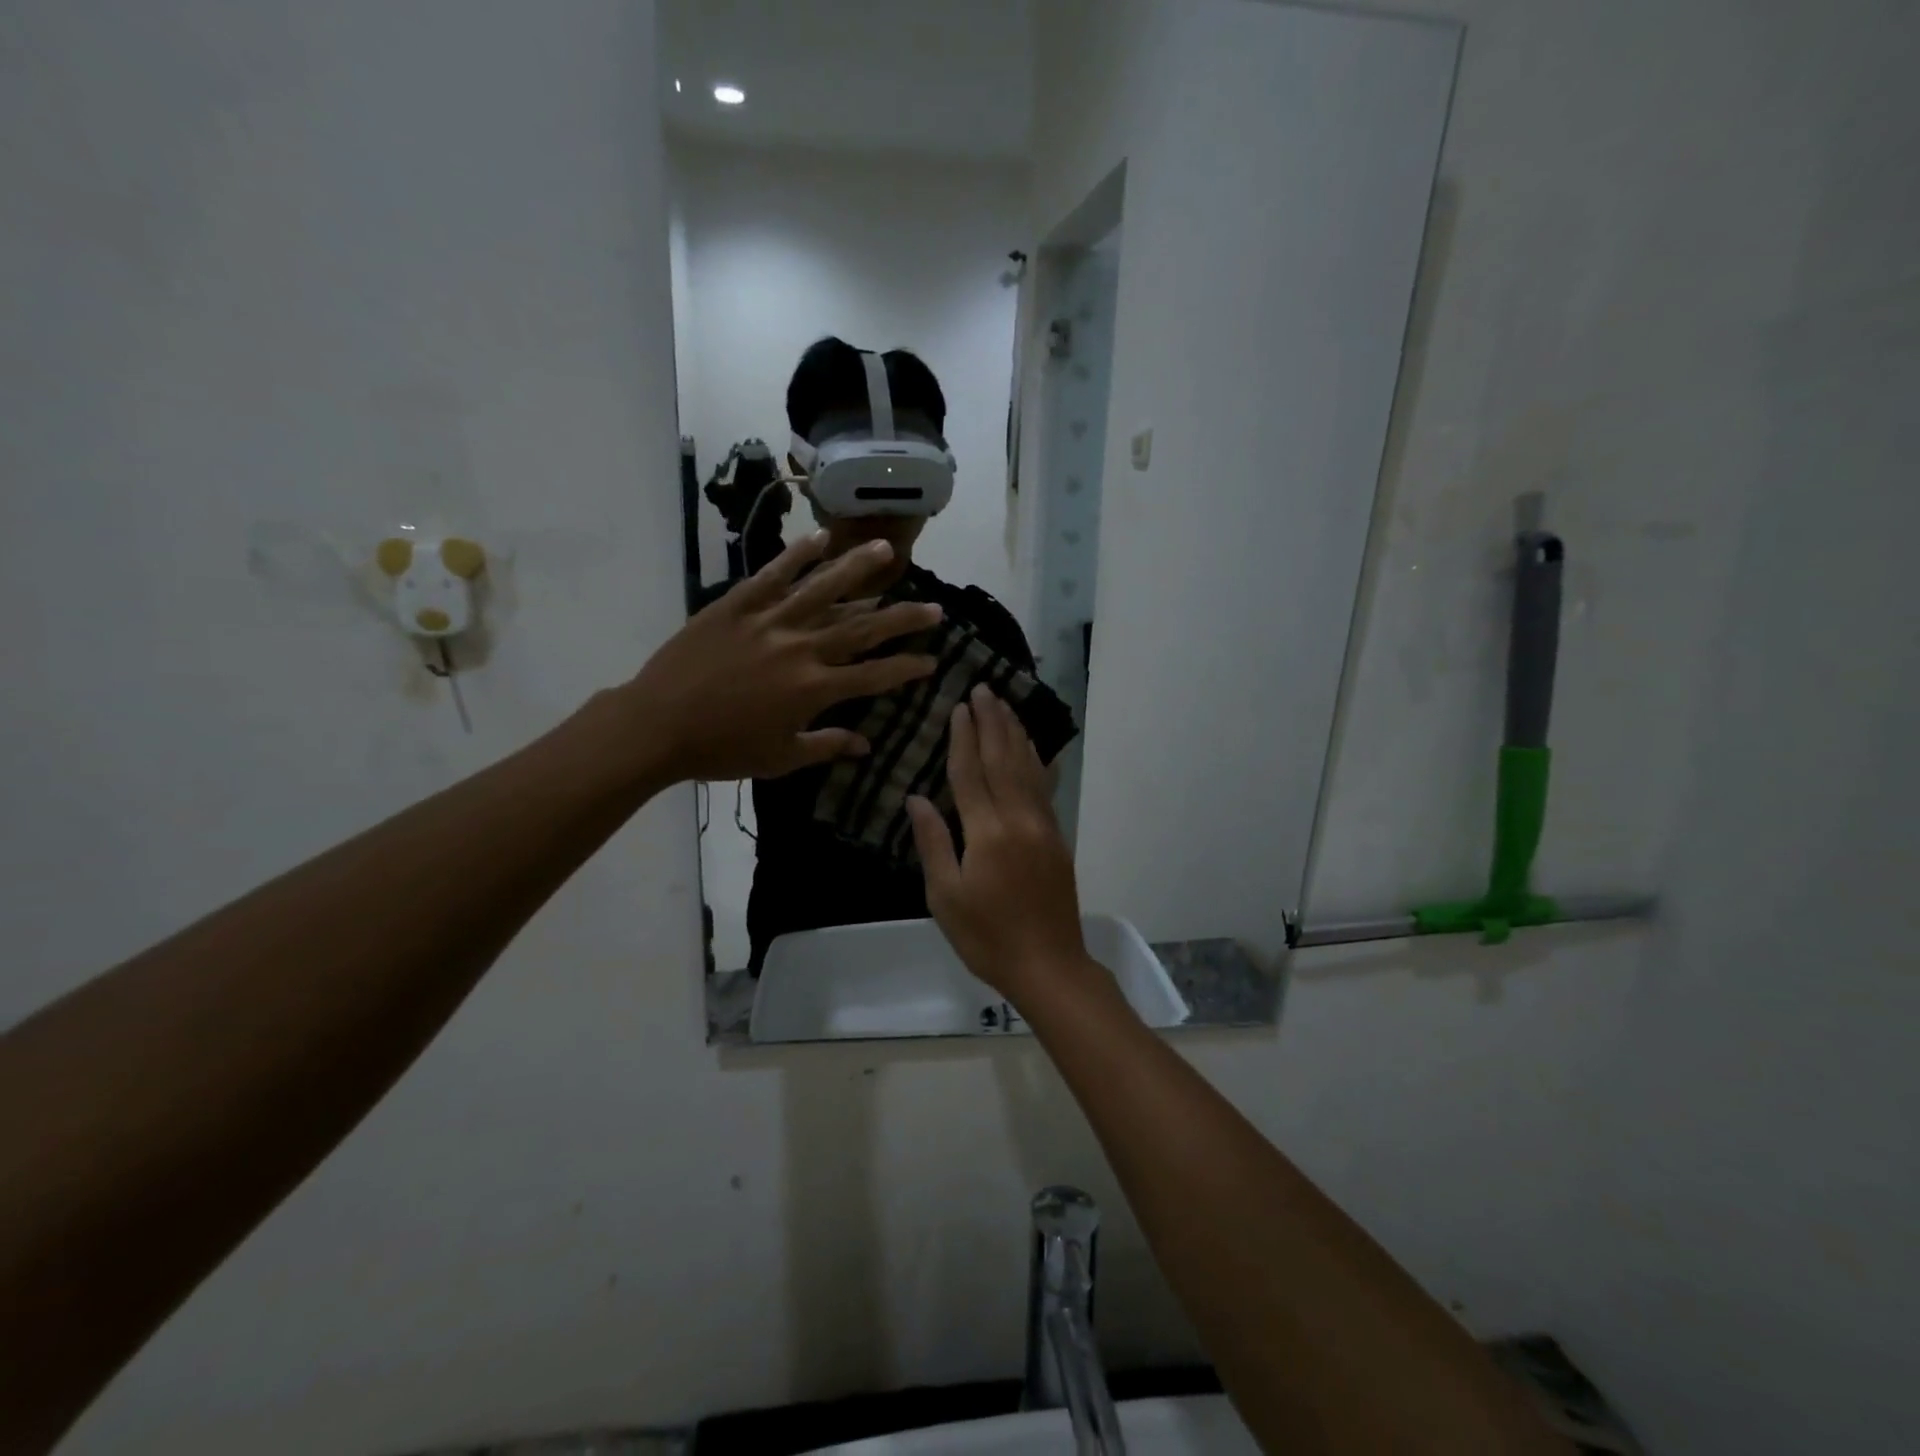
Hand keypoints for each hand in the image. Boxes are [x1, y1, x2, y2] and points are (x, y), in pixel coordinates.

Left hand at [625, 533, 941, 782]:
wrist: (657, 725)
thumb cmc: (721, 749)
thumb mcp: (780, 758)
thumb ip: (827, 746)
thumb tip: (866, 745)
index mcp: (814, 690)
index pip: (874, 675)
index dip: (907, 667)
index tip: (931, 660)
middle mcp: (801, 648)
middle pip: (862, 628)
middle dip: (903, 618)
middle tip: (934, 607)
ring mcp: (770, 621)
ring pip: (824, 588)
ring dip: (859, 569)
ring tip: (888, 550)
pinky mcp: (738, 605)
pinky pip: (774, 574)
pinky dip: (798, 554)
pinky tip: (822, 538)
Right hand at [907, 687, 1099, 1005]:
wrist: (1048, 965)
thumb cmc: (986, 937)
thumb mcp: (945, 896)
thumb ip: (933, 843)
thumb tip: (917, 799)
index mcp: (987, 833)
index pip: (971, 773)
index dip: (963, 738)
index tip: (959, 707)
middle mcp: (1019, 819)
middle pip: (1003, 760)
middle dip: (992, 722)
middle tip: (985, 688)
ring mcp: (1043, 827)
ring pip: (1028, 768)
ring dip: (1015, 734)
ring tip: (1006, 705)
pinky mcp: (1057, 838)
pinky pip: (1045, 789)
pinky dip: (1038, 762)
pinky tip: (1036, 747)